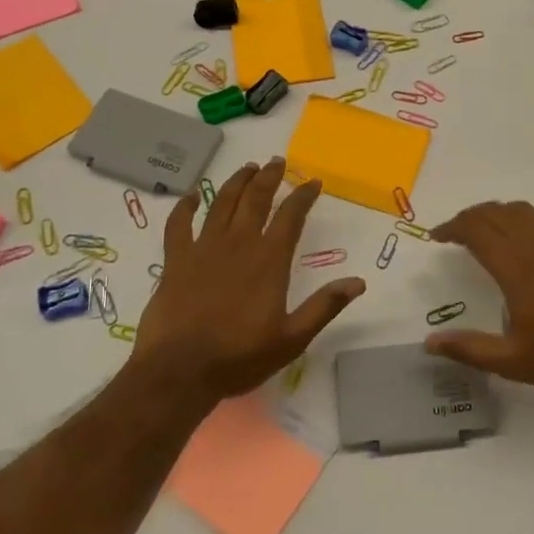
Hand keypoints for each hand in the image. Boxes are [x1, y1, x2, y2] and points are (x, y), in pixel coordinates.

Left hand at [130, 159, 364, 409]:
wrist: (179, 371)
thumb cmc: (239, 356)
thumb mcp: (292, 338)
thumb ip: (324, 307)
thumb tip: (358, 282)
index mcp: (269, 260)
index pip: (291, 216)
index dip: (303, 196)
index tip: (313, 182)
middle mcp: (238, 244)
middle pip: (256, 200)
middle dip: (269, 177)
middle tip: (277, 162)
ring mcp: (203, 248)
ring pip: (222, 204)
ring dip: (236, 183)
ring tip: (247, 168)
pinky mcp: (175, 260)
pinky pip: (178, 224)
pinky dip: (185, 206)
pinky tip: (192, 195)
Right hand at [428, 201, 533, 400]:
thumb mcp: (513, 362)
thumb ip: (470, 349)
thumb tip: (429, 343)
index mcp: (518, 270)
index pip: (478, 231)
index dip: (453, 228)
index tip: (436, 237)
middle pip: (496, 214)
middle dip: (469, 217)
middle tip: (452, 234)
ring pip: (520, 211)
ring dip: (494, 213)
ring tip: (480, 229)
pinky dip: (520, 218)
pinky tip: (518, 237)